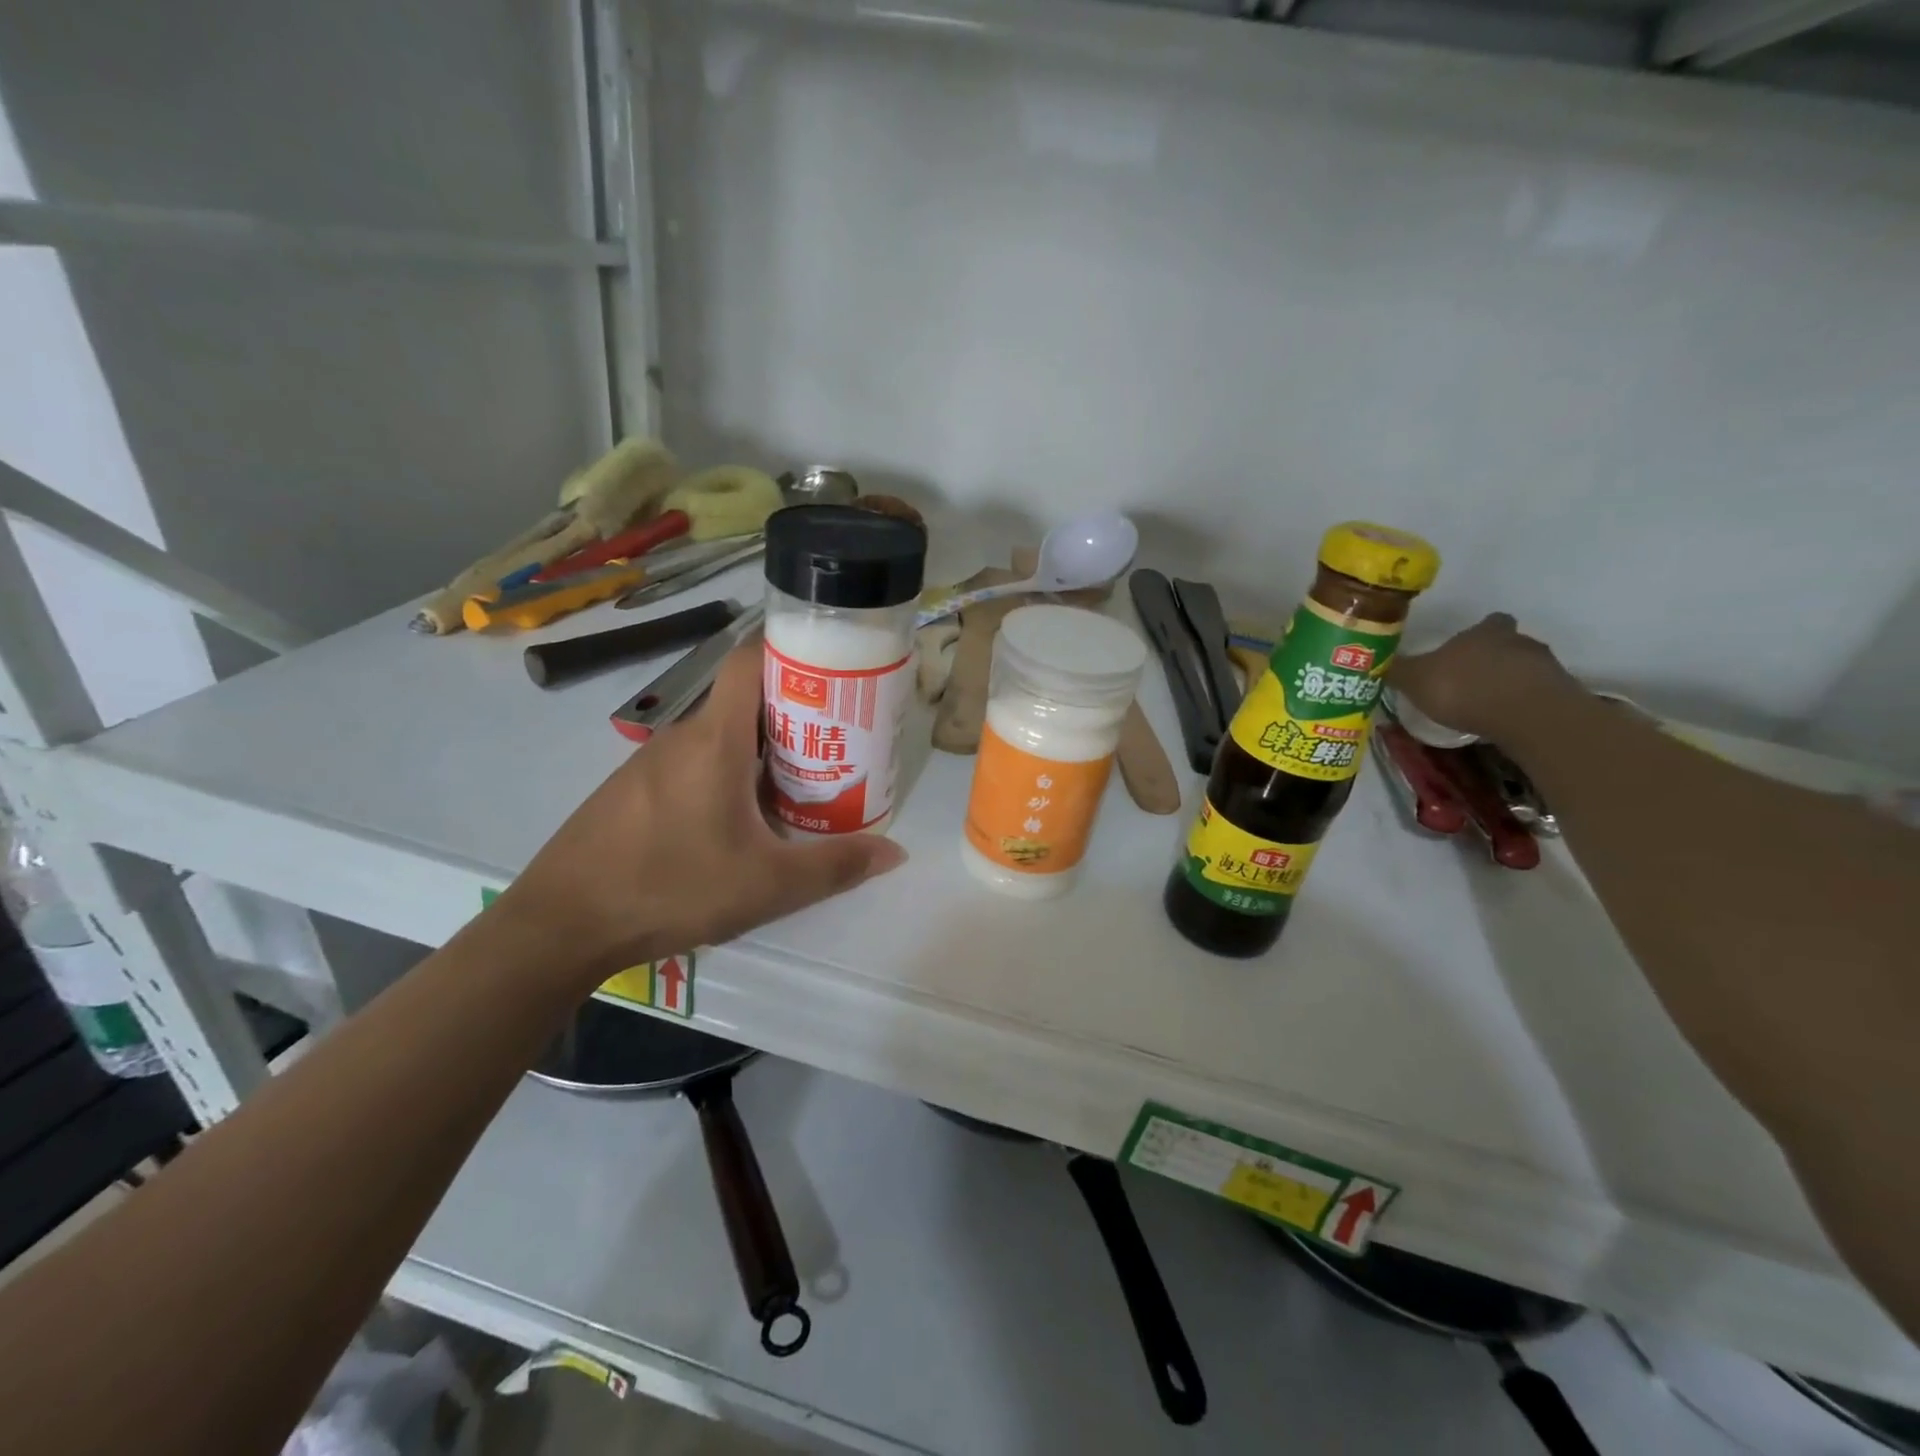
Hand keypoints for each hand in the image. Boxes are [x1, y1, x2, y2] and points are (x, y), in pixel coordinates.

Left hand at [494, 640, 906, 988]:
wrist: (561, 924)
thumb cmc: (671, 887)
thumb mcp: (768, 885)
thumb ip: (836, 866)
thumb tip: (895, 852)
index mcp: (715, 740)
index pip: (750, 661)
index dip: (792, 653)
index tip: (834, 674)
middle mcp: (681, 737)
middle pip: (744, 702)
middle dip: (792, 715)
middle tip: (834, 746)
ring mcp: (649, 763)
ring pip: (718, 738)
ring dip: (759, 752)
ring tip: (798, 787)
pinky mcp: (632, 791)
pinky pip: (692, 764)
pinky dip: (725, 775)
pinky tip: (738, 823)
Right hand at [1389, 613, 1578, 741]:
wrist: (1527, 716)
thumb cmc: (1465, 688)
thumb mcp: (1416, 680)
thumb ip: (1397, 670)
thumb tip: (1375, 659)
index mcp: (1485, 632)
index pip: (1488, 622)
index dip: (1477, 634)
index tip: (1464, 649)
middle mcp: (1519, 641)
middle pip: (1507, 644)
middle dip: (1491, 659)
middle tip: (1469, 680)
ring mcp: (1545, 667)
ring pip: (1523, 669)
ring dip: (1508, 683)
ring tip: (1486, 705)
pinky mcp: (1560, 695)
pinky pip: (1535, 695)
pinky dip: (1520, 704)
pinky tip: (1503, 721)